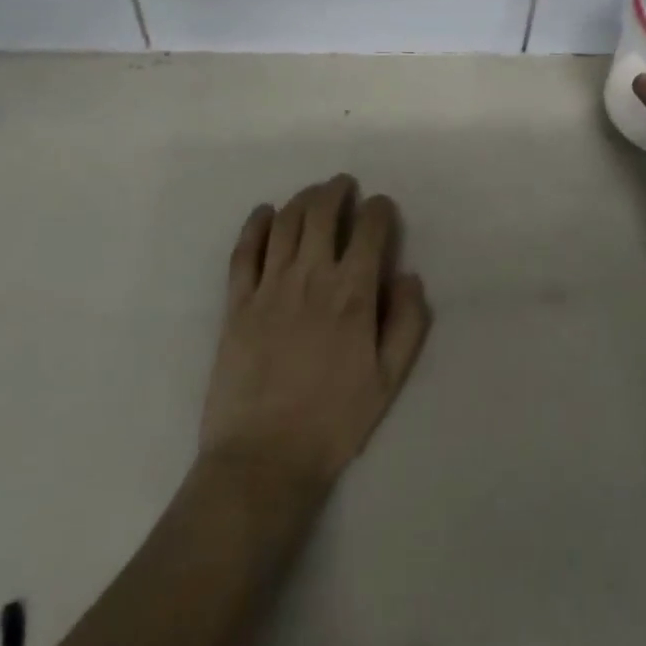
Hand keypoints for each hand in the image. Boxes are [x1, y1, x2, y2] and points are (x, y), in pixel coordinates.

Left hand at [199, 175, 431, 493]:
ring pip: (286, 222)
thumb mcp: (388, 380)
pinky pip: (244, 250)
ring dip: (303, 199)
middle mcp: (311, 277)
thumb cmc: (333, 422)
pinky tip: (264, 213)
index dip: (380, 210)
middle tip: (344, 186)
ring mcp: (269, 286)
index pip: (370, 229)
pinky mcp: (236, 302)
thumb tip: (409, 276)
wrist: (263, 459)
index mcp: (352, 294)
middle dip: (338, 191)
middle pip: (323, 212)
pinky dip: (255, 224)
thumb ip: (408, 323)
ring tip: (313, 195)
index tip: (382, 208)